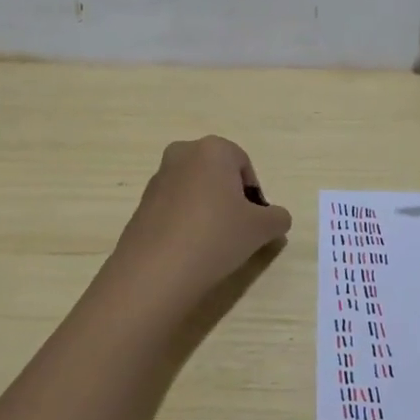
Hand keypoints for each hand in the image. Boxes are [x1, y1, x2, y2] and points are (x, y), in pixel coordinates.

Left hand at [104, 135, 291, 316]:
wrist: (156, 270)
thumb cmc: (216, 236)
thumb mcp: (261, 229)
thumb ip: (277, 218)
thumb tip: (276, 218)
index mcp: (213, 149)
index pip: (245, 167)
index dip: (254, 196)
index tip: (253, 223)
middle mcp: (183, 154)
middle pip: (218, 175)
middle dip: (229, 199)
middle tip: (236, 231)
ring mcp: (158, 178)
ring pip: (195, 191)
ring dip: (207, 210)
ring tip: (211, 244)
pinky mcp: (142, 203)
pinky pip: (175, 207)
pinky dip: (186, 222)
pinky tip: (189, 249)